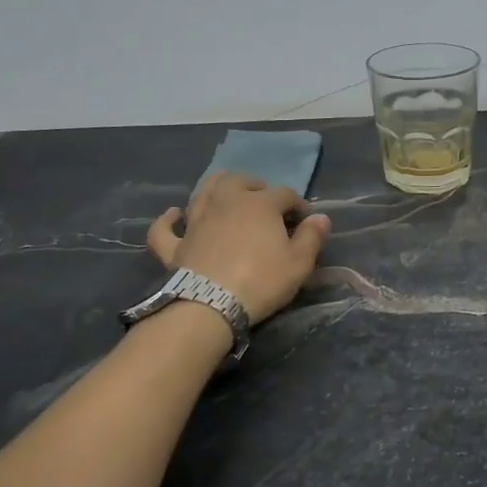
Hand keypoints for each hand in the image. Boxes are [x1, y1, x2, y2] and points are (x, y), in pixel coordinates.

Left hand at [146, 173, 331, 324]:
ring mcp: (196, 221)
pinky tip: (174, 214)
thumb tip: (320, 217)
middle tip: (266, 200)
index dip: (298, 204)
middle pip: (240, 181)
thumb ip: (312, 237)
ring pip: (203, 192)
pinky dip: (169, 219)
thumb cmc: (261, 281)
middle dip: (256, 186)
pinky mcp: (176, 244)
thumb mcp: (299, 263)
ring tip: (225, 191)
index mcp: (259, 204)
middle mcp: (226, 203)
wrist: (210, 305)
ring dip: (216, 187)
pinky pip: (165, 228)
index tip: (306, 220)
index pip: (284, 194)